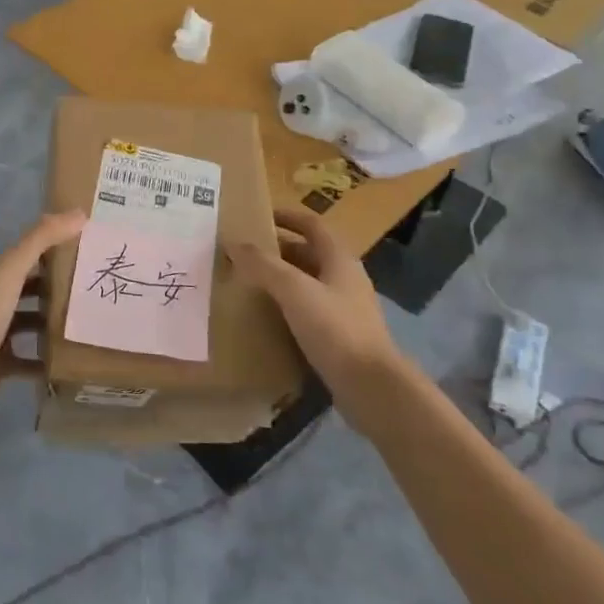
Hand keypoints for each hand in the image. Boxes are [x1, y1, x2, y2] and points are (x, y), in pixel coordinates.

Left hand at [0, 211, 84, 417]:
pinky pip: (30, 362)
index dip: (58, 247)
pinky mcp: (2, 365)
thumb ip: (42, 239)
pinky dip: (47, 362)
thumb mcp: (13, 270)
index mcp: (1, 276)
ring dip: (56, 324)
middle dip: (62, 288)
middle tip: (99, 289)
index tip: (91, 246)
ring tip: (91, 325)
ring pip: (33, 324)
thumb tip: (80, 213)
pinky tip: (72, 362)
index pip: (33, 255)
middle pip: (34, 289)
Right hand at [226, 206, 405, 420]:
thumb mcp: (294, 290)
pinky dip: (288, 306)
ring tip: (249, 282)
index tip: (258, 216)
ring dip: (282, 279)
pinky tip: (268, 317)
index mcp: (339, 259)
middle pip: (309, 253)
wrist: (371, 386)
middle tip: (245, 253)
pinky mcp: (340, 336)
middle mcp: (345, 279)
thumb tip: (233, 243)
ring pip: (308, 283)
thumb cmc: (335, 329)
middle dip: (278, 250)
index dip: (287, 216)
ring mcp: (345, 308)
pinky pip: (309, 310)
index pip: (312, 225)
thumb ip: (263, 265)